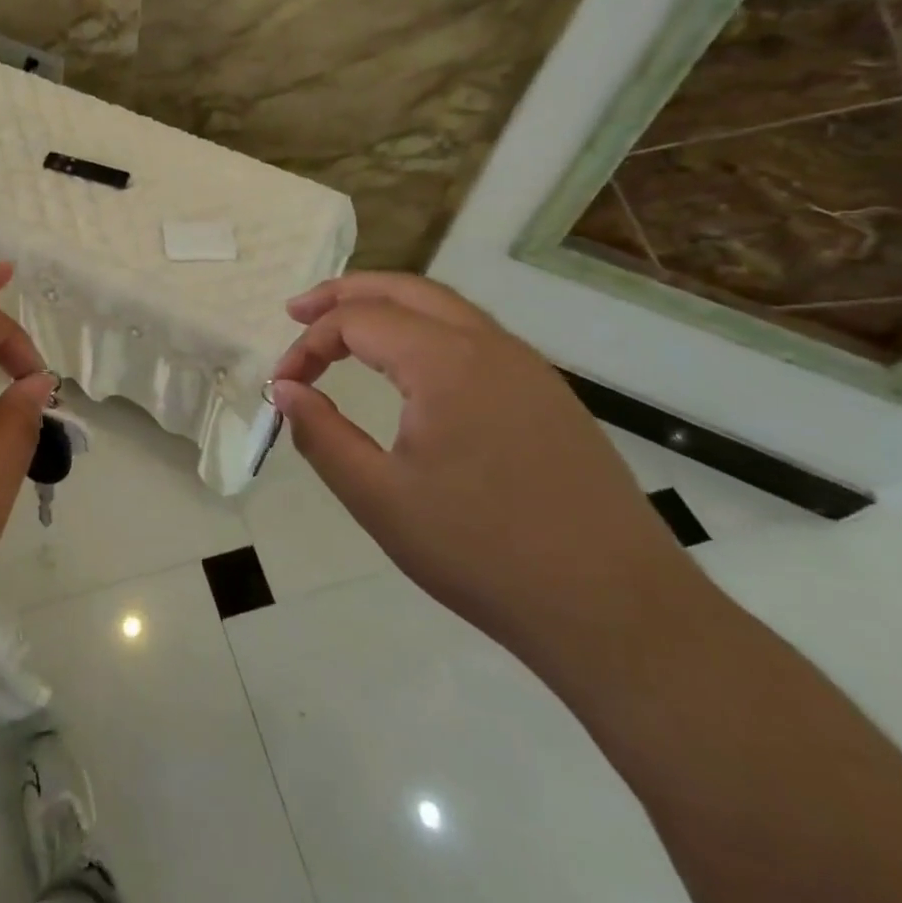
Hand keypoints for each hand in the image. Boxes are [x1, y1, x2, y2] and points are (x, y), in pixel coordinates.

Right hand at [272, 273, 702, 661]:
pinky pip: (474, 336)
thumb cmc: (483, 553)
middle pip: (403, 289)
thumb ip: (321, 434)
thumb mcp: (379, 498)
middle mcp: (488, 344)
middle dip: (344, 294)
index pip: (356, 321)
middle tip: (299, 314)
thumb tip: (285, 390)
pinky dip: (426, 330)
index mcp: (445, 360)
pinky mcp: (549, 394)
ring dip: (387, 307)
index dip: (309, 346)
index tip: (283, 387)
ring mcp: (527, 367)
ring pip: (444, 307)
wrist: (618, 612)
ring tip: (346, 330)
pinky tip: (412, 367)